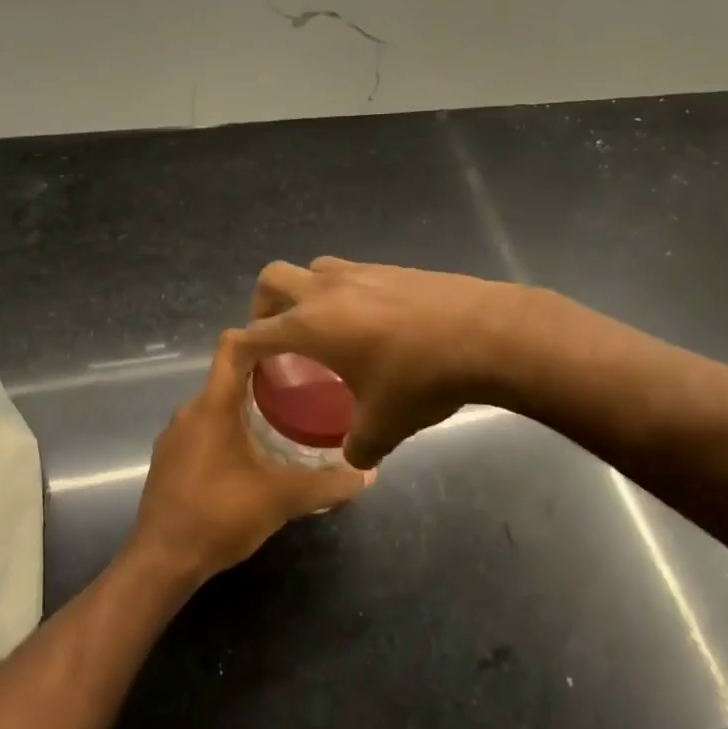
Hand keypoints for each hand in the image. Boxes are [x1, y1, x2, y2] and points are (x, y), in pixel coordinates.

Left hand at [128, 329, 369, 584]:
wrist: (161, 562)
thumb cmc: (219, 516)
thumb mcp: (281, 499)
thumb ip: (327, 484)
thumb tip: (368, 472)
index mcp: (213, 405)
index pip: (232, 346)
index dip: (260, 333)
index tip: (294, 338)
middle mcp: (189, 411)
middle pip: (228, 375)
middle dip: (265, 375)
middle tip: (306, 383)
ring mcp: (174, 436)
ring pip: (216, 404)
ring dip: (246, 405)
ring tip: (286, 416)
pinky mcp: (169, 459)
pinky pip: (203, 428)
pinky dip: (228, 429)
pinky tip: (253, 453)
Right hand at [244, 258, 529, 468]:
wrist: (486, 333)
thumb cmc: (421, 378)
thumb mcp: (385, 425)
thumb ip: (358, 446)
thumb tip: (354, 460)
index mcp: (311, 325)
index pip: (256, 331)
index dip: (241, 348)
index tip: (242, 364)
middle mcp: (327, 290)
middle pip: (274, 277)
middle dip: (265, 305)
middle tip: (278, 336)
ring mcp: (362, 272)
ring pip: (315, 269)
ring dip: (306, 292)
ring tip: (324, 327)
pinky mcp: (393, 268)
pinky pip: (352, 273)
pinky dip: (344, 292)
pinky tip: (371, 323)